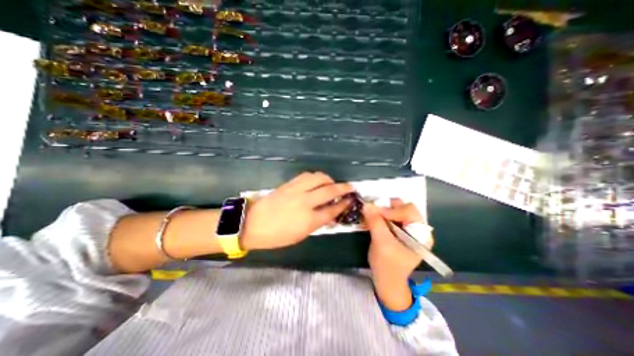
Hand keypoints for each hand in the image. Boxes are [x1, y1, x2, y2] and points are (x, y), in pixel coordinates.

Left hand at [242, 173, 353, 249]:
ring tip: (331, 184)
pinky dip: (315, 177)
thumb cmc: (277, 236)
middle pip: (329, 190)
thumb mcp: (301, 235)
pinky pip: (306, 175)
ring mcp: (296, 190)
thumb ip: (317, 223)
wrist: (253, 224)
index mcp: (309, 220)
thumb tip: (330, 214)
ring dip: (329, 179)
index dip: (344, 204)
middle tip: (349, 187)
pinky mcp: (289, 184)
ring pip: (318, 177)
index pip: (333, 209)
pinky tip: (316, 181)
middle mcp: (305, 202)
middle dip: (343, 188)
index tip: (351, 200)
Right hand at [362, 198, 436, 308]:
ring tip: (371, 217)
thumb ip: (375, 222)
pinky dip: (380, 216)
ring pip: (396, 210)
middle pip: (403, 207)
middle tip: (373, 213)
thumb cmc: (387, 266)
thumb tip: (366, 204)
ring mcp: (409, 229)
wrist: (387, 281)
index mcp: (421, 234)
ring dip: (382, 211)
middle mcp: (418, 229)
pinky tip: (372, 221)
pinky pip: (391, 217)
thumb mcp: (381, 243)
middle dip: (386, 208)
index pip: (408, 210)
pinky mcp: (400, 231)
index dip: (391, 209)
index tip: (374, 212)